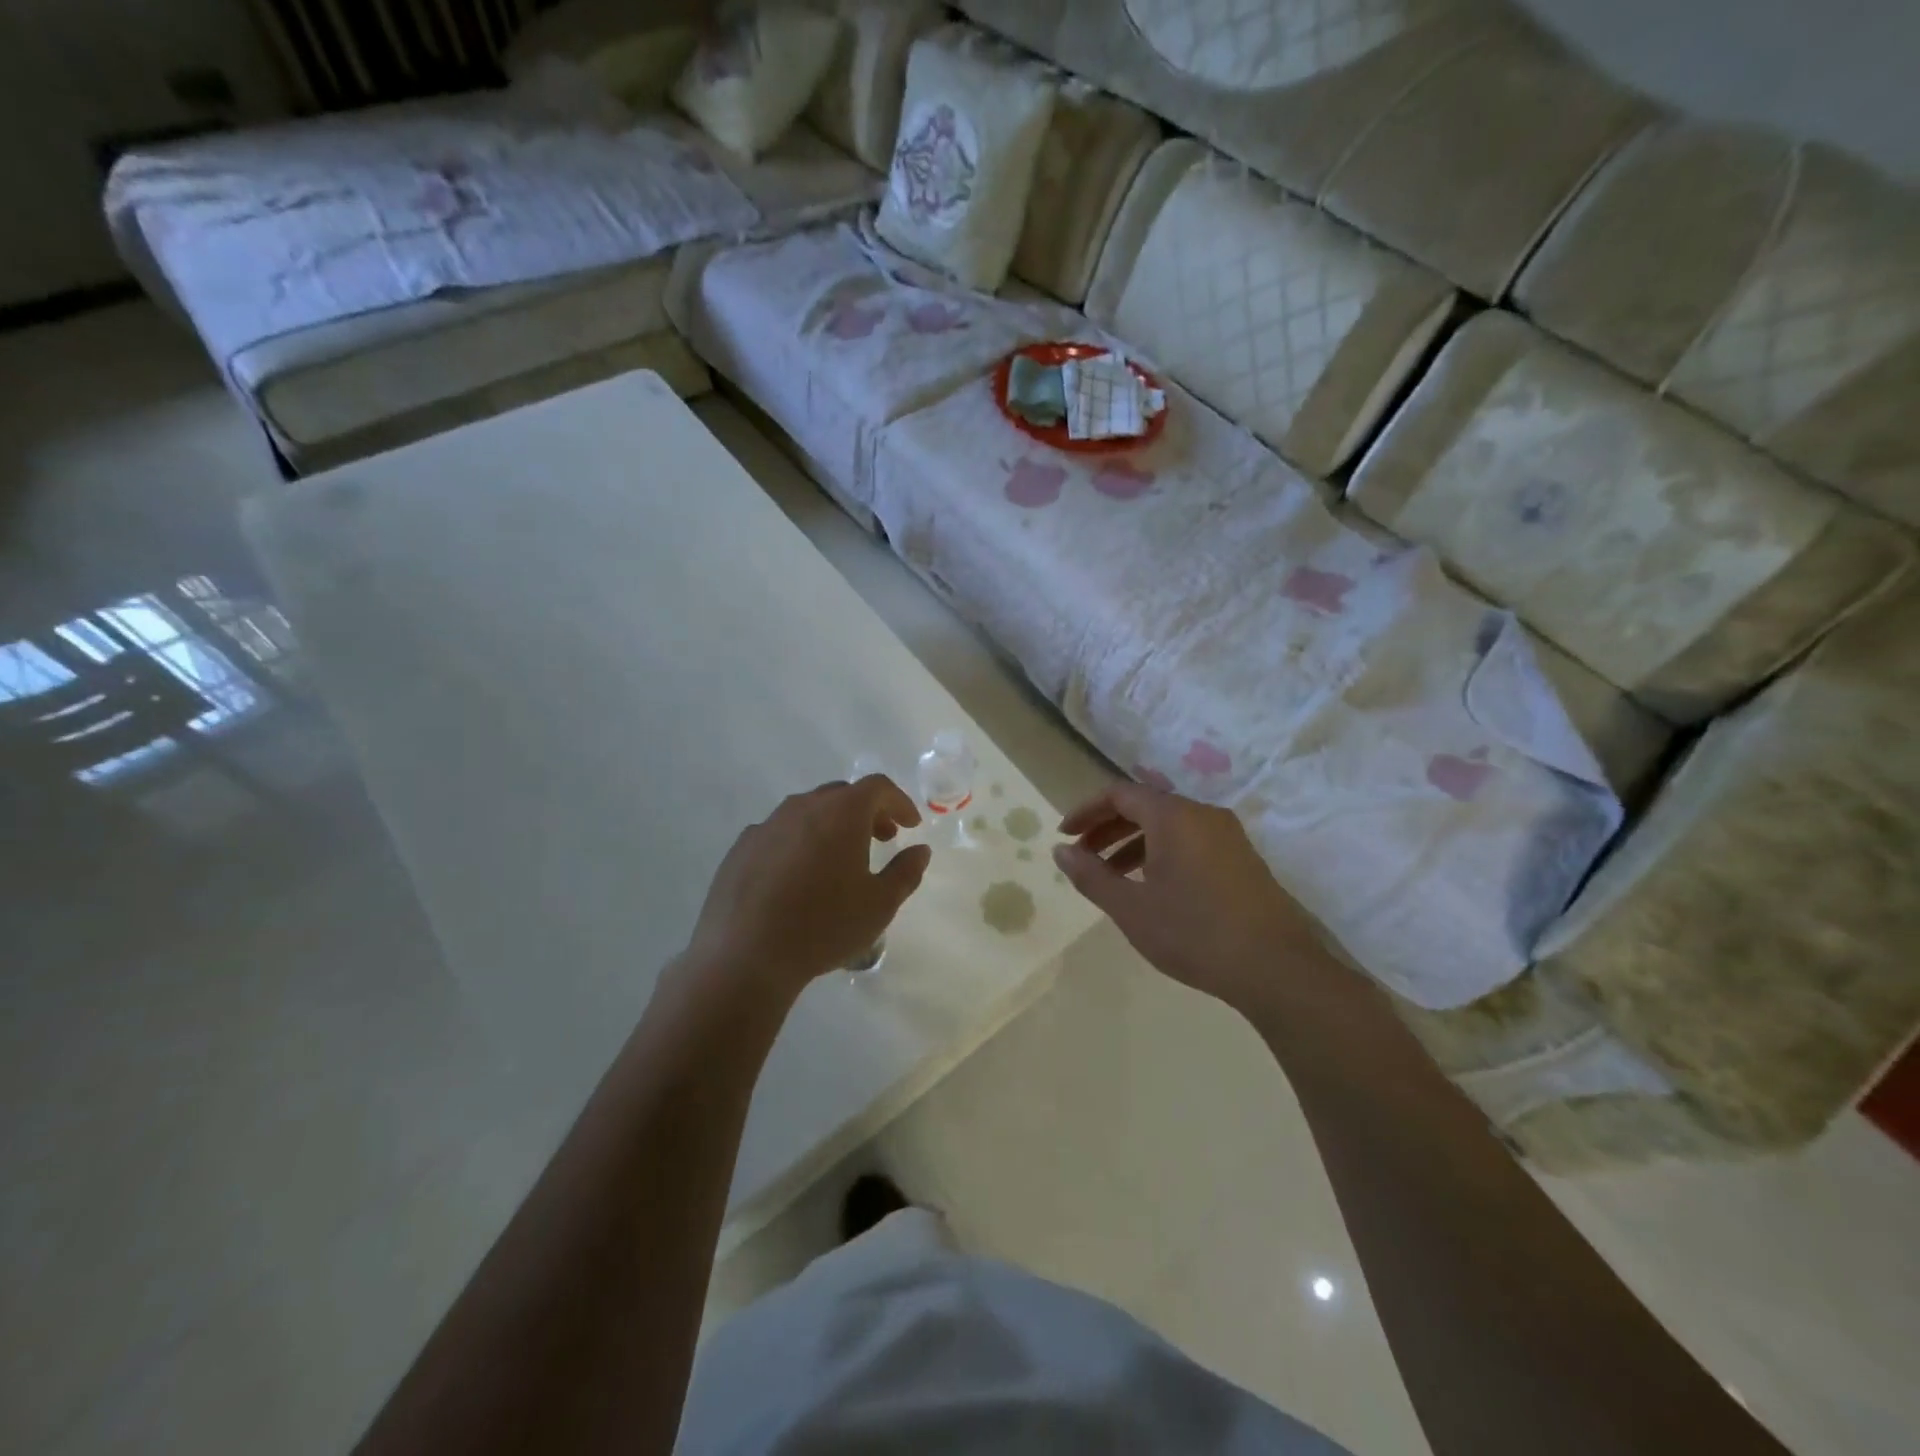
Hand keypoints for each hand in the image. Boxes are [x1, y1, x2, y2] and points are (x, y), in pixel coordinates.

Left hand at [683, 776, 930, 998]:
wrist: (745, 955)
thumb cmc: (824, 926)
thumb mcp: (880, 905)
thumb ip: (906, 872)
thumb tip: (920, 850)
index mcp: (841, 813)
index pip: (878, 788)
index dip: (899, 802)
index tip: (910, 825)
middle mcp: (803, 807)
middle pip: (842, 794)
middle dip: (867, 812)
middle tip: (882, 839)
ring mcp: (767, 825)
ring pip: (808, 811)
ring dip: (832, 825)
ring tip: (840, 858)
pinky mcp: (742, 847)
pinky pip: (780, 832)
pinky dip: (800, 841)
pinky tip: (799, 876)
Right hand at [1053, 782, 1333, 1017]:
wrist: (1276, 969)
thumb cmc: (1194, 932)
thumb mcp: (1131, 908)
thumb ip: (1091, 875)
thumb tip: (1061, 851)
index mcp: (1174, 816)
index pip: (1119, 794)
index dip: (1087, 811)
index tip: (1064, 835)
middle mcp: (1203, 814)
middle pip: (1145, 806)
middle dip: (1108, 828)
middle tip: (1082, 856)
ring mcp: (1228, 836)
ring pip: (1169, 827)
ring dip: (1133, 844)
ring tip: (1111, 877)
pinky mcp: (1243, 860)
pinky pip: (1191, 842)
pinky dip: (1161, 854)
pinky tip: (1153, 889)